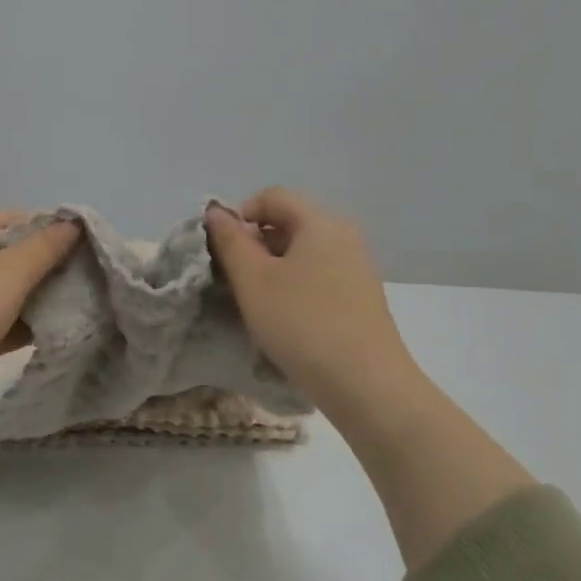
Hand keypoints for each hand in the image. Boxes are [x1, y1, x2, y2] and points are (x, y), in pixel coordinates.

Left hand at [0, 211, 81, 424]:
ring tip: (84, 296)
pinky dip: (29, 322)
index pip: (7, 220)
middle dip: (47, 264)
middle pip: (9, 255)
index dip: (45, 227)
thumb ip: (46, 246)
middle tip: (87, 270)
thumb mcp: (10, 270)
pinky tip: (64, 325)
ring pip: (8, 291)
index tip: (83, 240)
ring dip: (41, 295)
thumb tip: (75, 223)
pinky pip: (5, 320)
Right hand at [205, 188, 416, 416]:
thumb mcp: (253, 280)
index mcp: (320, 222)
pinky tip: (285, 317)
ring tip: (256, 301)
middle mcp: (344, 235)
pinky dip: (294, 284)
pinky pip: (319, 274)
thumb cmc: (301, 323)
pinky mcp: (361, 296)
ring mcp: (357, 266)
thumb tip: (216, 211)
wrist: (365, 384)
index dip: (240, 213)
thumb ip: (230, 241)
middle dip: (255, 242)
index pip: (272, 196)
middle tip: (233, 277)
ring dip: (272, 266)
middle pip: (289, 221)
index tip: (222, 249)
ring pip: (303, 251)